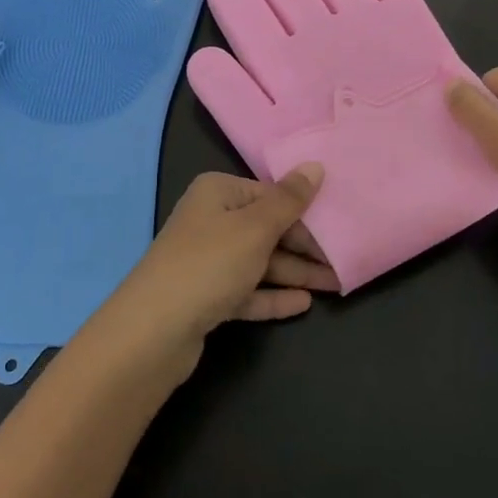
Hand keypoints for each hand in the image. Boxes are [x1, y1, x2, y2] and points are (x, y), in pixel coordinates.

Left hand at [96, 165, 338, 376]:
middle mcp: (210, 220)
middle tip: (343, 262)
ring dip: (294, 272)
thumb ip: (289, 200)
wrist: (154, 331)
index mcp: (217, 192)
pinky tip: (304, 304)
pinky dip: (273, 296)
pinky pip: (247, 291)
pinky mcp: (206, 297)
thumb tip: (315, 166)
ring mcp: (207, 260)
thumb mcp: (256, 227)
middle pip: (266, 228)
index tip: (338, 227)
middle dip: (303, 246)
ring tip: (335, 284)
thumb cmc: (209, 264)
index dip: (303, 211)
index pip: (269, 194)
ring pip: (259, 262)